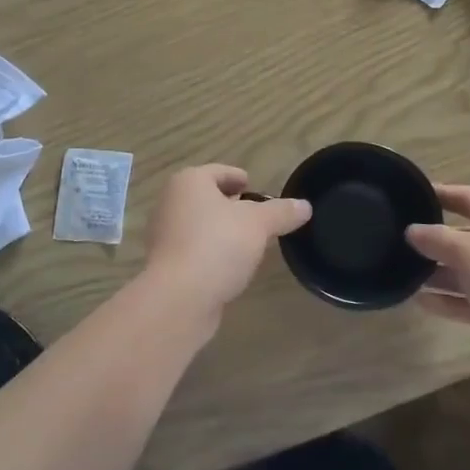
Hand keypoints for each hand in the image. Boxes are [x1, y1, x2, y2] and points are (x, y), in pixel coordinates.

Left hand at [139, 165, 310, 320]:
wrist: (178, 298)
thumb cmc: (217, 245)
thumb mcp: (258, 224)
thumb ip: (281, 212)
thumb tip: (305, 206)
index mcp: (189, 182)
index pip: (217, 172)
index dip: (237, 177)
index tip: (253, 186)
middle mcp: (171, 203)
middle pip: (206, 198)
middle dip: (230, 205)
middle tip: (255, 215)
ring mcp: (164, 236)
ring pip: (199, 225)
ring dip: (220, 231)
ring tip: (248, 242)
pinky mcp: (166, 266)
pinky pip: (194, 251)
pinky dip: (211, 253)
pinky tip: (230, 267)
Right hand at [405, 185, 469, 354]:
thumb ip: (439, 239)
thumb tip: (412, 230)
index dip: (443, 194)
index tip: (413, 193)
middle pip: (469, 237)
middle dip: (437, 239)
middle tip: (401, 240)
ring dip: (440, 273)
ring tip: (405, 273)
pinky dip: (450, 301)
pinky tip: (421, 302)